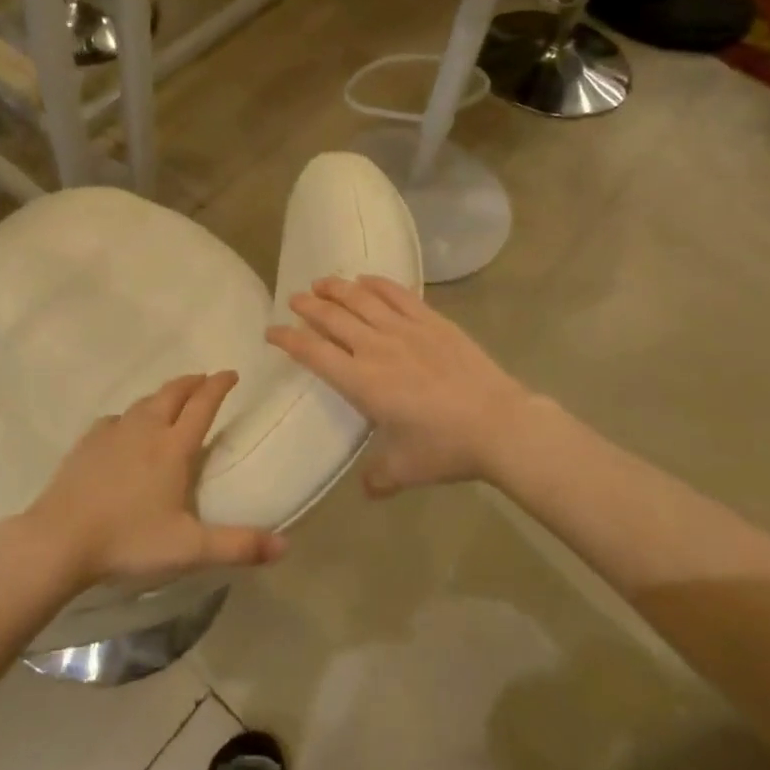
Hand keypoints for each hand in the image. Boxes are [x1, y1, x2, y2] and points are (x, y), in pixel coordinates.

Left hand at [17, 372, 286, 592]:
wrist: (60, 538)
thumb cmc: (128, 540)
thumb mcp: (189, 549)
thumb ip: (238, 545)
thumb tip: (286, 546)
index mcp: (173, 448)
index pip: (203, 406)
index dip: (219, 386)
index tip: (231, 373)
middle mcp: (145, 430)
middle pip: (173, 394)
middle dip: (192, 383)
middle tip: (205, 379)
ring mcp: (113, 433)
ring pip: (144, 402)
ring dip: (163, 395)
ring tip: (172, 397)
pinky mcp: (87, 443)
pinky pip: (115, 419)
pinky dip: (130, 416)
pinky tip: (125, 426)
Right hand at [267, 276, 537, 497]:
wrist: (499, 424)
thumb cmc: (445, 448)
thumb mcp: (405, 470)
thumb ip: (378, 477)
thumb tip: (366, 489)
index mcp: (361, 382)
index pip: (313, 353)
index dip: (288, 339)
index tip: (271, 331)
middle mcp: (376, 348)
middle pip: (332, 318)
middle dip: (308, 307)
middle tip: (294, 299)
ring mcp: (405, 330)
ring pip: (361, 300)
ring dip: (337, 288)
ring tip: (321, 282)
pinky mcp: (432, 322)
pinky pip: (398, 295)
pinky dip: (377, 284)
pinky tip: (365, 279)